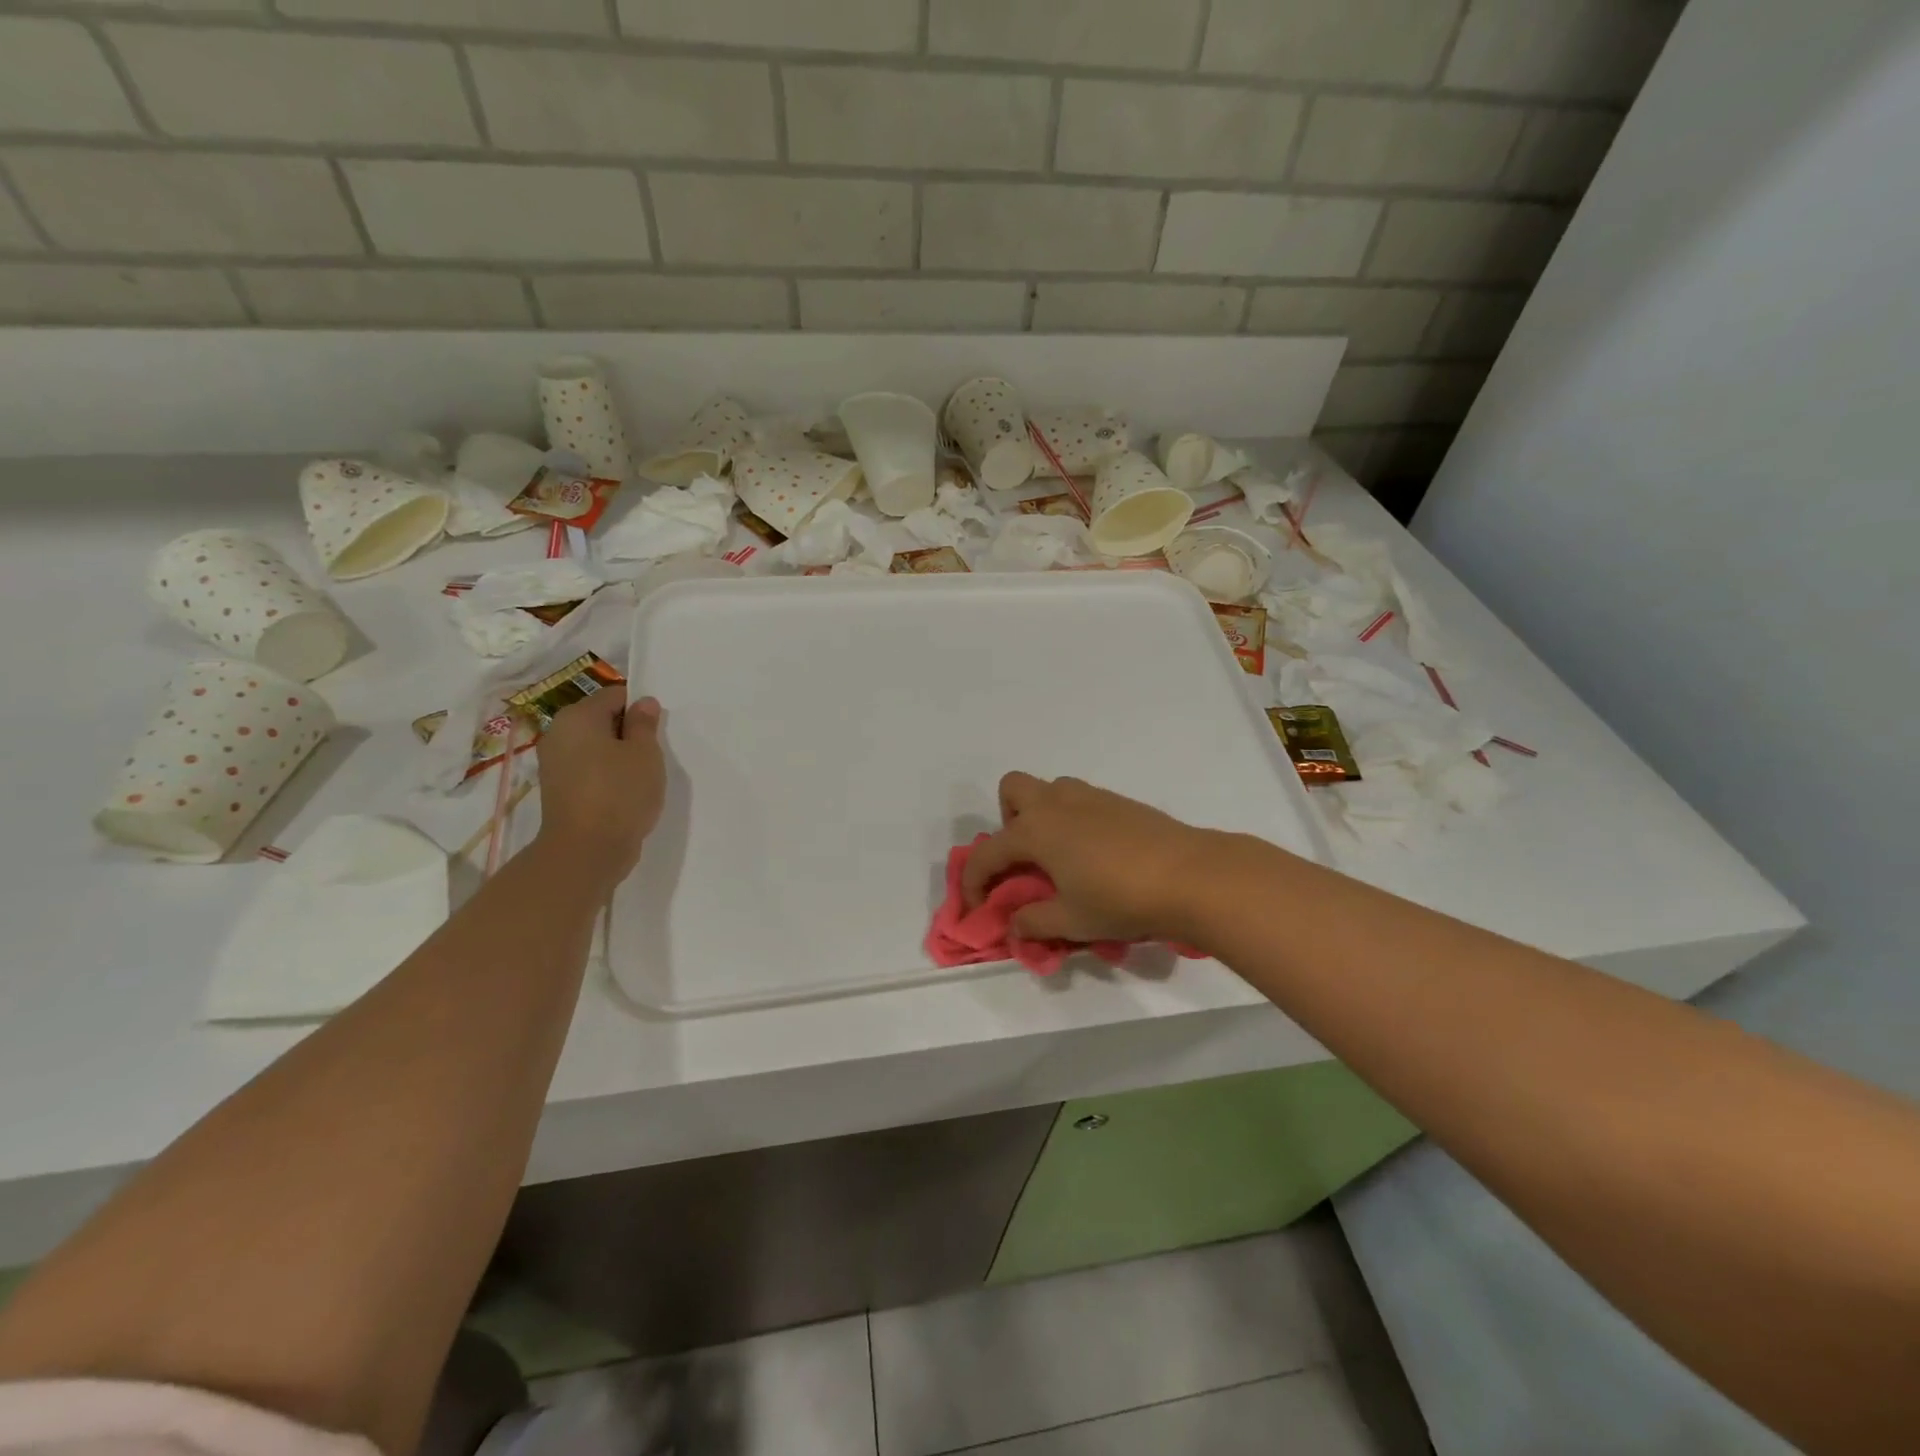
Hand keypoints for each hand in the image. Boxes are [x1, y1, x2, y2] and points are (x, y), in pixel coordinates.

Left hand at [533, 688, 665, 895]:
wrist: (586, 850)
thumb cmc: (620, 793)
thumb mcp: (645, 753)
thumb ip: (644, 723)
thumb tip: (643, 703)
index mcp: (578, 716)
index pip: (615, 695)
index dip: (640, 709)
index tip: (658, 732)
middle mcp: (559, 733)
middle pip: (602, 719)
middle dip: (628, 733)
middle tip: (652, 755)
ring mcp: (554, 763)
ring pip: (595, 746)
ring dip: (619, 756)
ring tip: (640, 777)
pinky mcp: (558, 789)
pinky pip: (588, 769)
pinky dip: (606, 775)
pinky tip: (624, 793)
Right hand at [961, 773, 1225, 944]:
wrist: (1192, 876)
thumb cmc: (1121, 900)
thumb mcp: (1072, 921)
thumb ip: (1034, 922)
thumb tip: (1014, 925)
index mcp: (1035, 831)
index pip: (987, 853)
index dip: (974, 882)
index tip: (979, 908)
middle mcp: (1056, 804)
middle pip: (1012, 790)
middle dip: (1007, 821)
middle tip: (1025, 861)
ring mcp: (1091, 797)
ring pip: (1050, 790)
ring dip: (1042, 816)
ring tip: (1059, 858)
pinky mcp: (1119, 802)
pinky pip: (1080, 801)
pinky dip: (1072, 821)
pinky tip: (1095, 857)